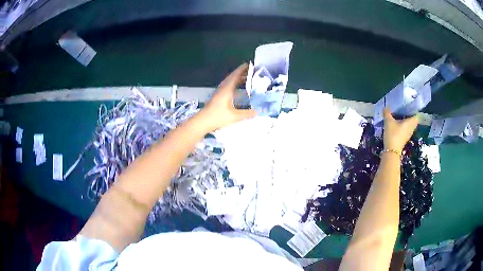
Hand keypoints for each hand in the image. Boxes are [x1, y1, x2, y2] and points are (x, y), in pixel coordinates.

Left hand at [200, 63, 256, 130]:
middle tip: (250, 71)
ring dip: (237, 78)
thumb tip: (258, 111)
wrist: (202, 122)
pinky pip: (227, 86)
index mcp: (227, 89)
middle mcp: (222, 88)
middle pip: (232, 77)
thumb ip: (247, 114)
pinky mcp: (217, 97)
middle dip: (241, 73)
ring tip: (246, 78)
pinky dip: (233, 84)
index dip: (242, 69)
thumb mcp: (235, 116)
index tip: (249, 64)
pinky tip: (237, 89)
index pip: (235, 75)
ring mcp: (219, 92)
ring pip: (229, 82)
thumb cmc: (217, 117)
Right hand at [383, 108, 418, 151]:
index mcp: (410, 122)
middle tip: (404, 109)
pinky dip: (404, 125)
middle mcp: (411, 128)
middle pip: (414, 120)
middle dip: (410, 114)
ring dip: (407, 120)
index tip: (410, 105)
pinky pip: (407, 129)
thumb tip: (386, 107)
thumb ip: (387, 113)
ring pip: (410, 125)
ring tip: (401, 115)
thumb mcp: (388, 122)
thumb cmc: (393, 134)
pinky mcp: (405, 138)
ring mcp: (408, 134)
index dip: (415, 109)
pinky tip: (398, 123)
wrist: (391, 151)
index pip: (417, 115)